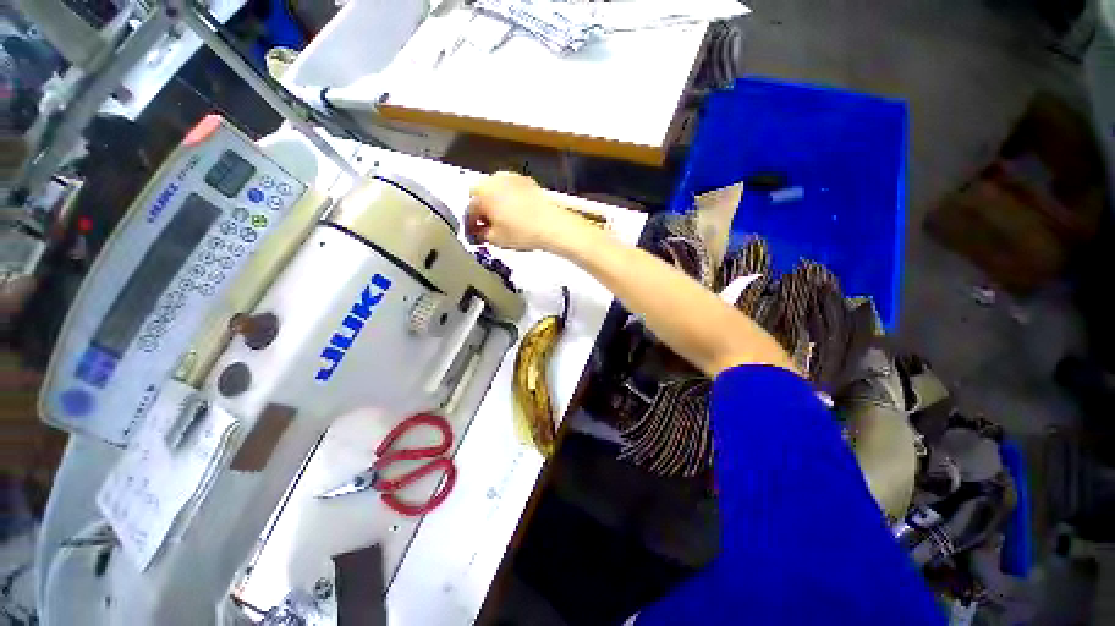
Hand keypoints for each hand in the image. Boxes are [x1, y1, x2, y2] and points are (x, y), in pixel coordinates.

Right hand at [466, 172, 586, 251]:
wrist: (551, 224)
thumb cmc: (522, 232)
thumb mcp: (496, 239)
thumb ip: (481, 234)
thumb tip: (479, 232)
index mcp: (481, 194)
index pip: (469, 210)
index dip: (470, 225)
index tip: (475, 234)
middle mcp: (493, 180)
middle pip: (480, 194)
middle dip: (481, 208)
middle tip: (488, 224)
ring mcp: (510, 177)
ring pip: (495, 189)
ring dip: (494, 201)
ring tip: (502, 218)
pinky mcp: (525, 180)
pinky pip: (510, 188)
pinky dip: (509, 198)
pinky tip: (516, 211)